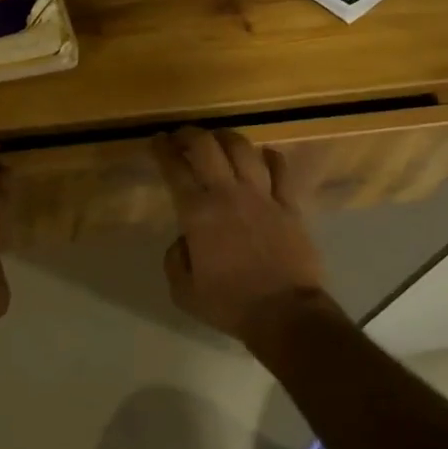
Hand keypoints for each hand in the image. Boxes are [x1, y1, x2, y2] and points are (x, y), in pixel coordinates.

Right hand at [151, 127, 335, 342]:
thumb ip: (175, 259)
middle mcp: (228, 194)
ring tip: (218, 139)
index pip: (174, 169)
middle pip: (207, 146)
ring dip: (226, 137)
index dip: (162, 149)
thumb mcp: (183, 291)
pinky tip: (264, 156)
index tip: (156, 140)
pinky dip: (271, 157)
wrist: (286, 314)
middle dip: (189, 134)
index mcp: (198, 213)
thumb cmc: (230, 304)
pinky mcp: (290, 205)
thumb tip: (184, 240)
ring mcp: (263, 196)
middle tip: (181, 136)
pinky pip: (282, 169)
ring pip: (243, 149)